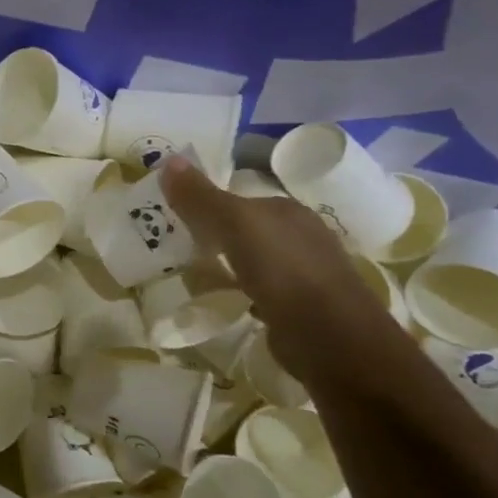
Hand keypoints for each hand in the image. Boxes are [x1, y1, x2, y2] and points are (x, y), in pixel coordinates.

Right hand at [158, 154, 392, 380]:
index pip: (242, 199)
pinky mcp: (303, 308)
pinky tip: (230, 301)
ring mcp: (306, 273)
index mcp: (289, 210)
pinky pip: (264, 292)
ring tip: (197, 275)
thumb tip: (168, 161)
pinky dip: (245, 293)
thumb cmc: (282, 269)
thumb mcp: (233, 224)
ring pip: (256, 261)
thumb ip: (201, 197)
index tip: (177, 219)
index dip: (209, 205)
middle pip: (249, 230)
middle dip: (219, 236)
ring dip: (231, 265)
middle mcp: (303, 236)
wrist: (329, 336)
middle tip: (181, 247)